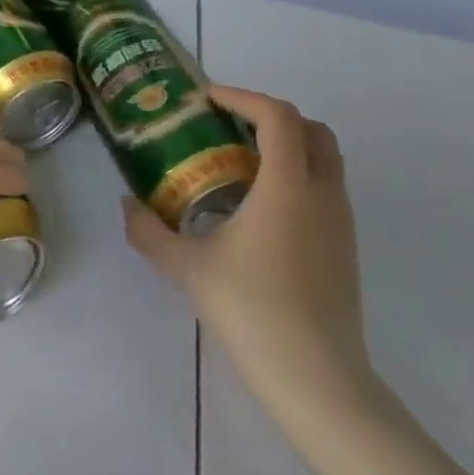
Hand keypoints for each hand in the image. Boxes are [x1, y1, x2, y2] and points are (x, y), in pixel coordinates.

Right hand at [121, 85, 380, 442]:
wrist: (317, 377)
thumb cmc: (251, 310)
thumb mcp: (186, 268)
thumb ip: (149, 232)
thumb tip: (127, 205)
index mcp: (288, 188)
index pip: (278, 117)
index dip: (243, 97)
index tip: (209, 98)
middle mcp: (323, 194)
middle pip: (313, 130)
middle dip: (271, 117)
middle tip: (228, 127)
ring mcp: (342, 222)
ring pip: (325, 161)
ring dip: (287, 148)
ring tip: (238, 166)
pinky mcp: (346, 248)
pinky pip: (325, 190)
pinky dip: (296, 178)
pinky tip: (259, 211)